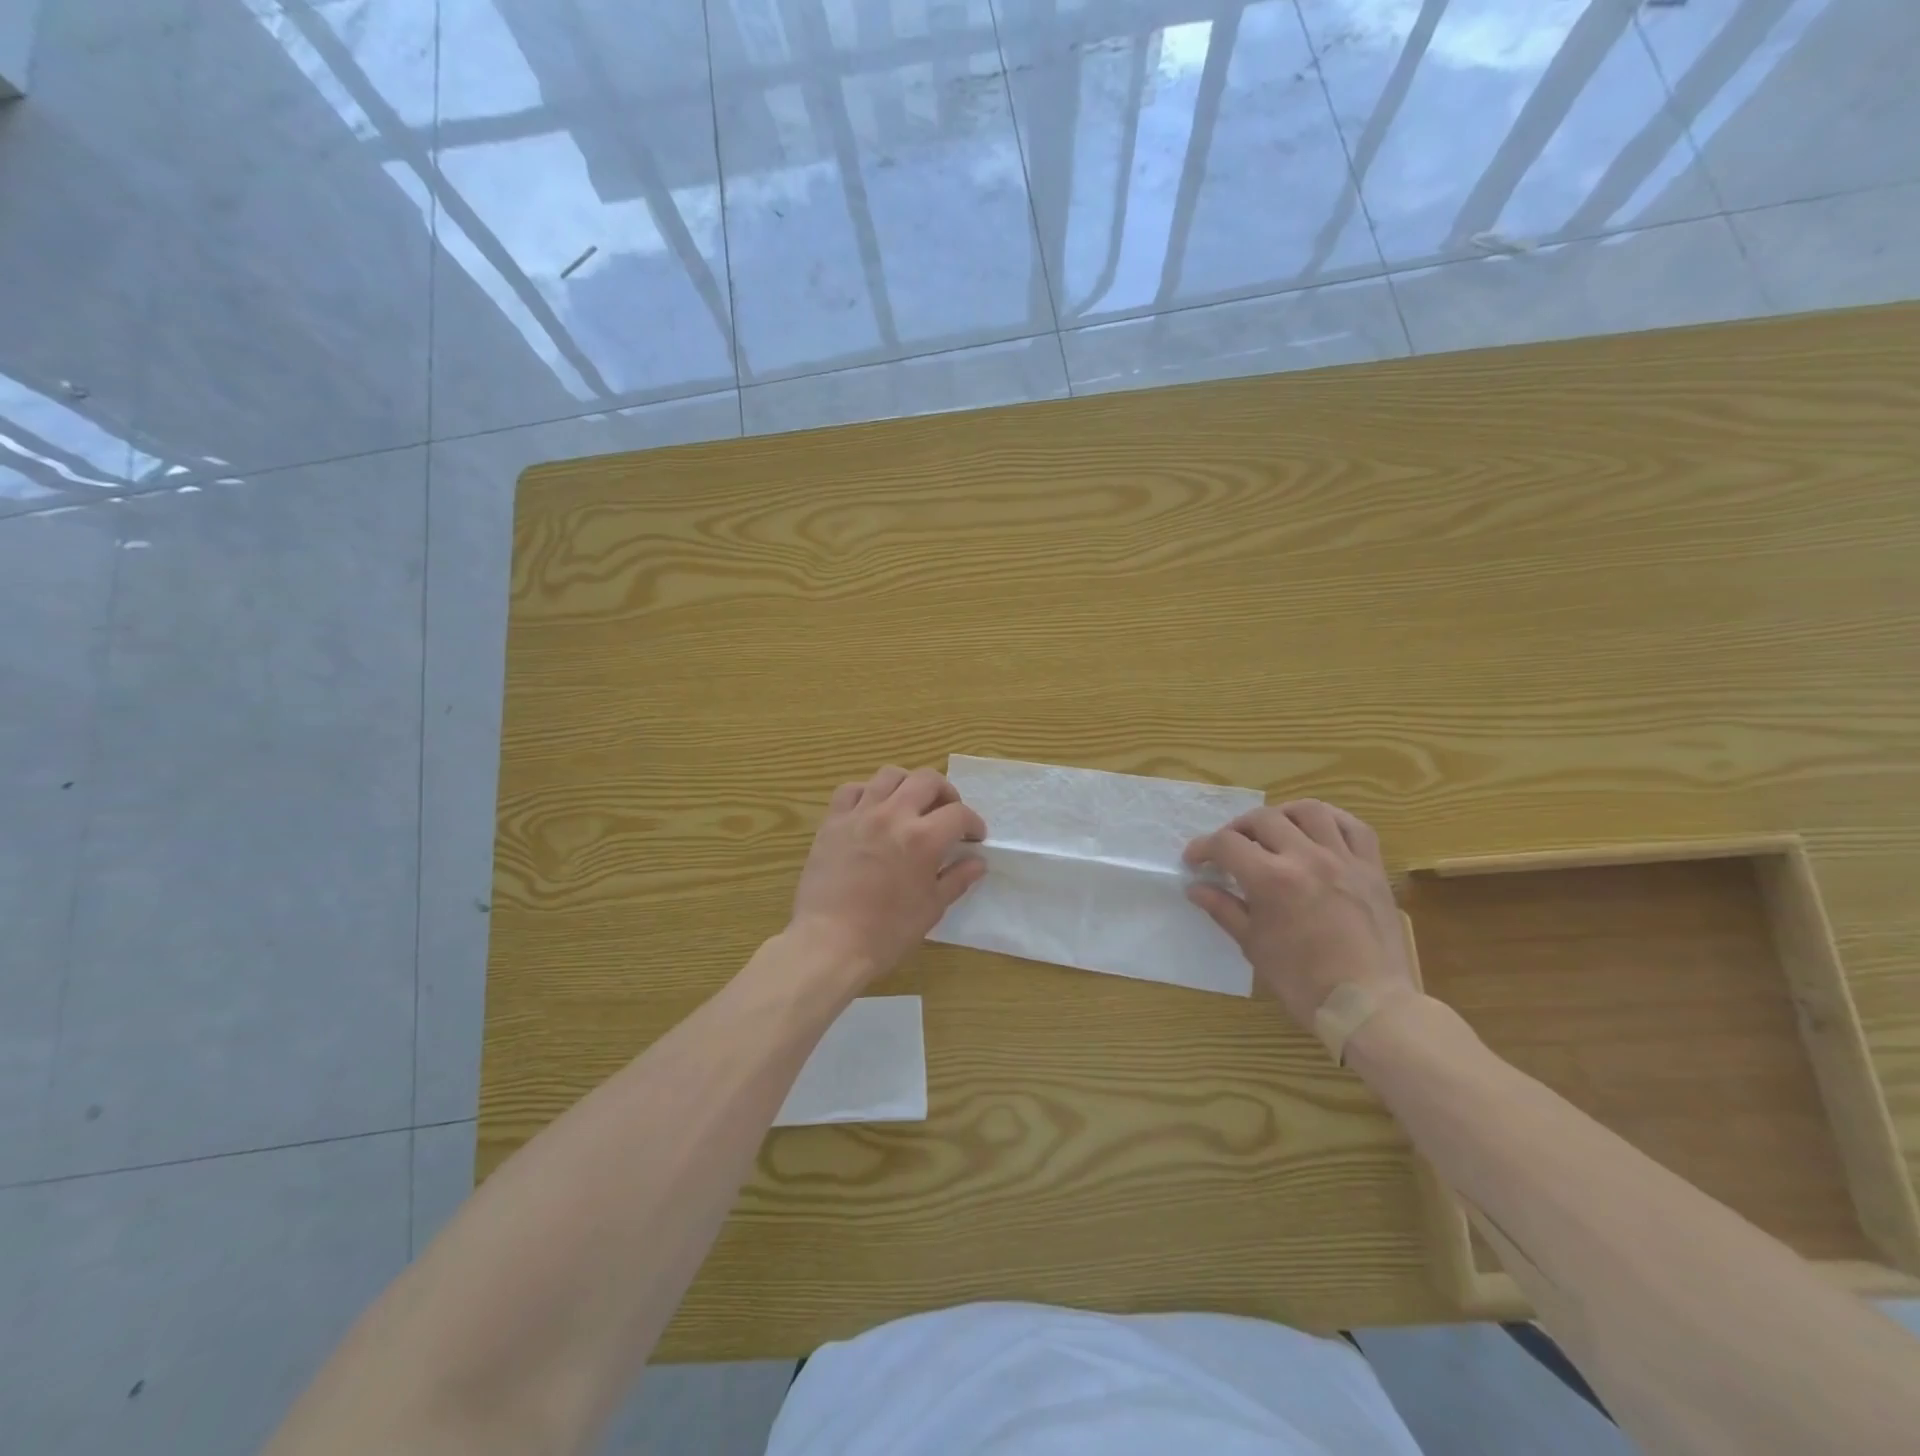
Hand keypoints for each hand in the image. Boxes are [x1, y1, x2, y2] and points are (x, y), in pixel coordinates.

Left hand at [788, 765, 987, 985]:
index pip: (959, 813)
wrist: (830, 943)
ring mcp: (860, 814)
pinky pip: (852, 789)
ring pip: (890, 775)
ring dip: (908, 785)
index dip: (973, 823)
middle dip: (946, 793)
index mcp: (923, 838)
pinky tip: (873, 810)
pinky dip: (868, 792)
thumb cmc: (886, 932)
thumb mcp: (931, 908)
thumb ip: (957, 879)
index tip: (973, 838)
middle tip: (947, 814)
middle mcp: (893, 815)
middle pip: (927, 780)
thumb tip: (977, 862)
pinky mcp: (833, 821)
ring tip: (911, 805)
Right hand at [1183, 799, 1412, 1030]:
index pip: (1226, 844)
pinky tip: (1317, 830)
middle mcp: (1306, 858)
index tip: (1195, 860)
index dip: (1203, 848)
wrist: (1369, 1005)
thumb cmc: (1303, 981)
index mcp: (1271, 879)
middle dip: (1237, 829)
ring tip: (1273, 830)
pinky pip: (1354, 827)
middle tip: (1230, 849)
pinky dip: (1331, 820)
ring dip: (1282, 815)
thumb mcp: (1253, 946)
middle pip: (1263, 819)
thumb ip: (1223, 909)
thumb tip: (1196, 888)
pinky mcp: (1371, 869)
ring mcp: (1343, 860)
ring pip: (1309, 811)